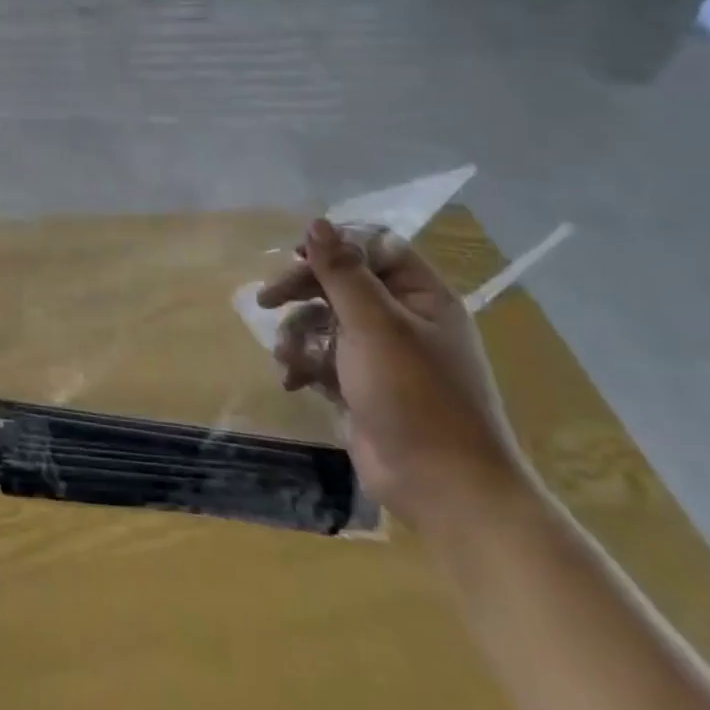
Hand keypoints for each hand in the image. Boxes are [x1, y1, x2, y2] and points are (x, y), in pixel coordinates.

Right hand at [258, 218, 527, 533]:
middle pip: (341, 283)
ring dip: (298, 333)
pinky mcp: (362, 385)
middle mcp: (403, 319)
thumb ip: (342, 272)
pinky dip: (305, 363)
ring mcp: (382, 355)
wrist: (443, 487)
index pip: (374, 248)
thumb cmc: (415, 396)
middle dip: (302, 290)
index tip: (297, 255)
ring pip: (325, 320)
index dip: (335, 246)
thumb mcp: (374, 326)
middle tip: (266, 300)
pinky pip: (324, 357)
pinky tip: (293, 380)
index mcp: (421, 297)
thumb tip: (317, 222)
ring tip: (286, 355)